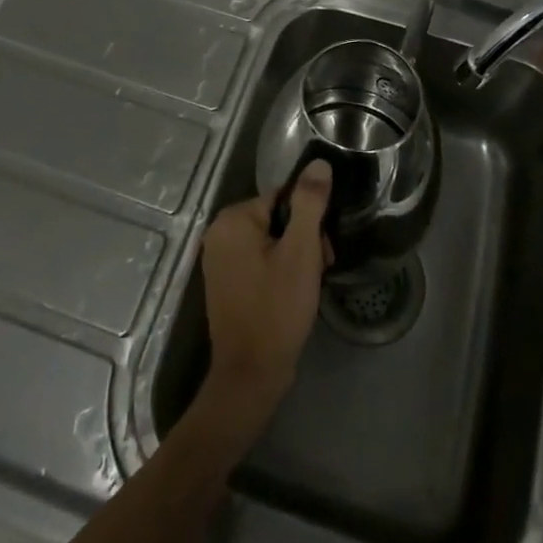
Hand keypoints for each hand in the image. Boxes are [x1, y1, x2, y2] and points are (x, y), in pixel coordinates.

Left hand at [198, 161, 332, 424]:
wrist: (250, 377)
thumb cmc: (276, 309)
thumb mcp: (301, 252)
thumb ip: (310, 203)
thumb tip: (318, 164)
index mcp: (233, 219)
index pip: (284, 198)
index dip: (310, 221)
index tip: (323, 250)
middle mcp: (219, 233)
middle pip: (278, 219)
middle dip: (304, 241)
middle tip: (319, 270)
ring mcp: (220, 259)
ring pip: (272, 241)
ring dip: (296, 258)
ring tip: (308, 287)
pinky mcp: (226, 282)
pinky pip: (260, 261)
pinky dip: (280, 272)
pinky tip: (293, 295)